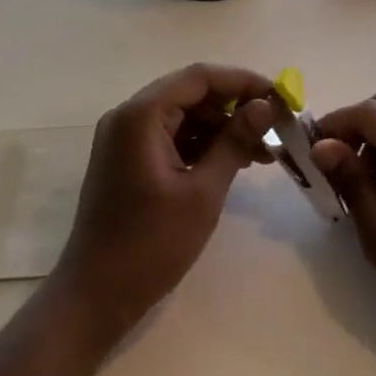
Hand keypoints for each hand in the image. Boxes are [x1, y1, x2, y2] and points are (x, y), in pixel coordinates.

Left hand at [53, 64, 276, 349]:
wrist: (94, 298)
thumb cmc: (150, 244)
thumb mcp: (203, 191)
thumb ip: (234, 141)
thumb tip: (266, 106)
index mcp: (141, 116)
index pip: (200, 77)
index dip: (244, 82)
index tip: (281, 97)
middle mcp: (129, 117)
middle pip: (192, 93)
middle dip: (236, 106)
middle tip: (276, 127)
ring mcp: (126, 140)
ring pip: (185, 116)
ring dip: (224, 127)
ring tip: (264, 151)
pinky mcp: (130, 161)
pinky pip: (174, 137)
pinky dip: (205, 145)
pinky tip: (236, 162)